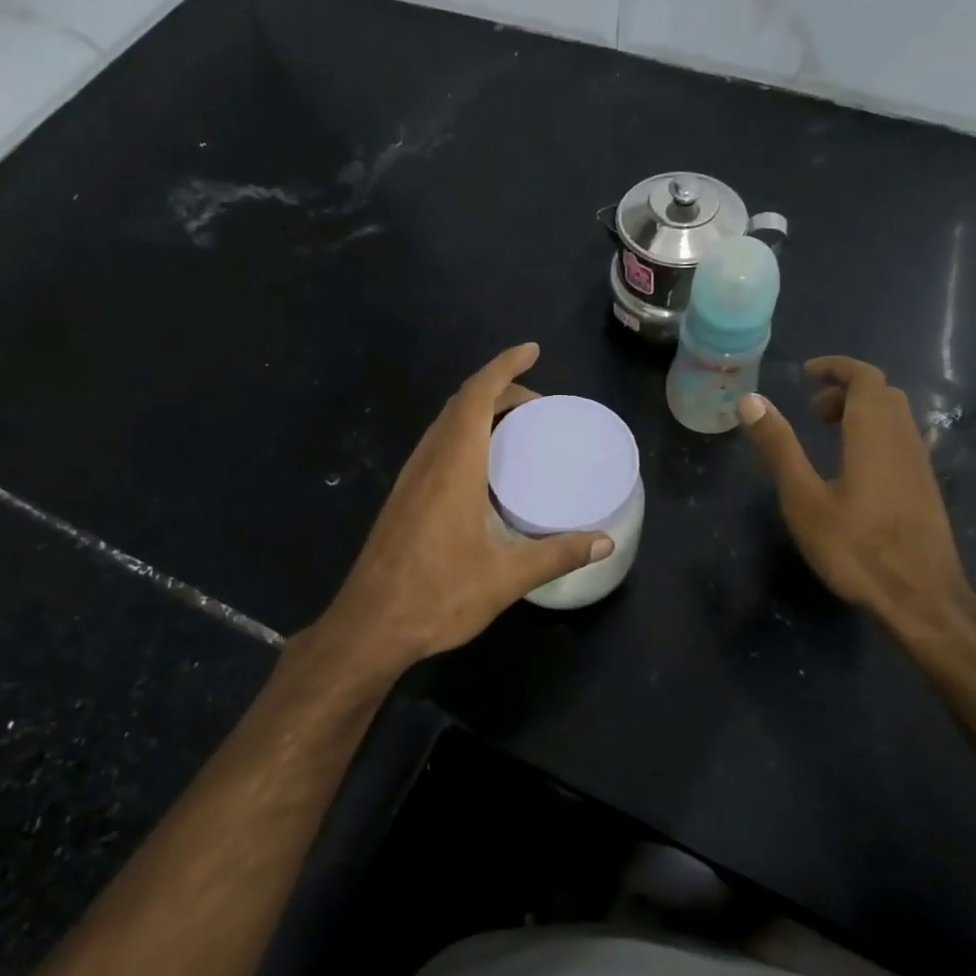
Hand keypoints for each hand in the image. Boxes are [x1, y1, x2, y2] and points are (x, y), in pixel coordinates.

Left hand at [309, 344, 612, 674]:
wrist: (370, 625)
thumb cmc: (438, 595)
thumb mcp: (507, 577)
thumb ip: (557, 554)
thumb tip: (604, 542)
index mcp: (453, 465)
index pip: (476, 396)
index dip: (504, 366)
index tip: (532, 350)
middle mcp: (428, 461)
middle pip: (461, 404)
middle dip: (500, 390)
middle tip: (539, 407)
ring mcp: (410, 479)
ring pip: (445, 425)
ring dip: (479, 413)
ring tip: (516, 429)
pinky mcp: (403, 498)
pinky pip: (436, 447)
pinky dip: (464, 436)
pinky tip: (482, 469)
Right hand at [738, 357, 969, 622]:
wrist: (921, 597)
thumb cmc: (855, 547)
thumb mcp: (803, 498)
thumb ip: (779, 446)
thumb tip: (750, 399)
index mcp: (874, 434)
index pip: (865, 378)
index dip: (837, 367)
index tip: (806, 373)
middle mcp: (904, 439)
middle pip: (882, 394)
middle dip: (846, 390)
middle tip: (810, 410)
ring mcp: (920, 464)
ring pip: (895, 417)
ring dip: (861, 412)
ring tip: (826, 435)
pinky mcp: (925, 487)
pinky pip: (901, 440)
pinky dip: (874, 433)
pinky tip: (852, 469)